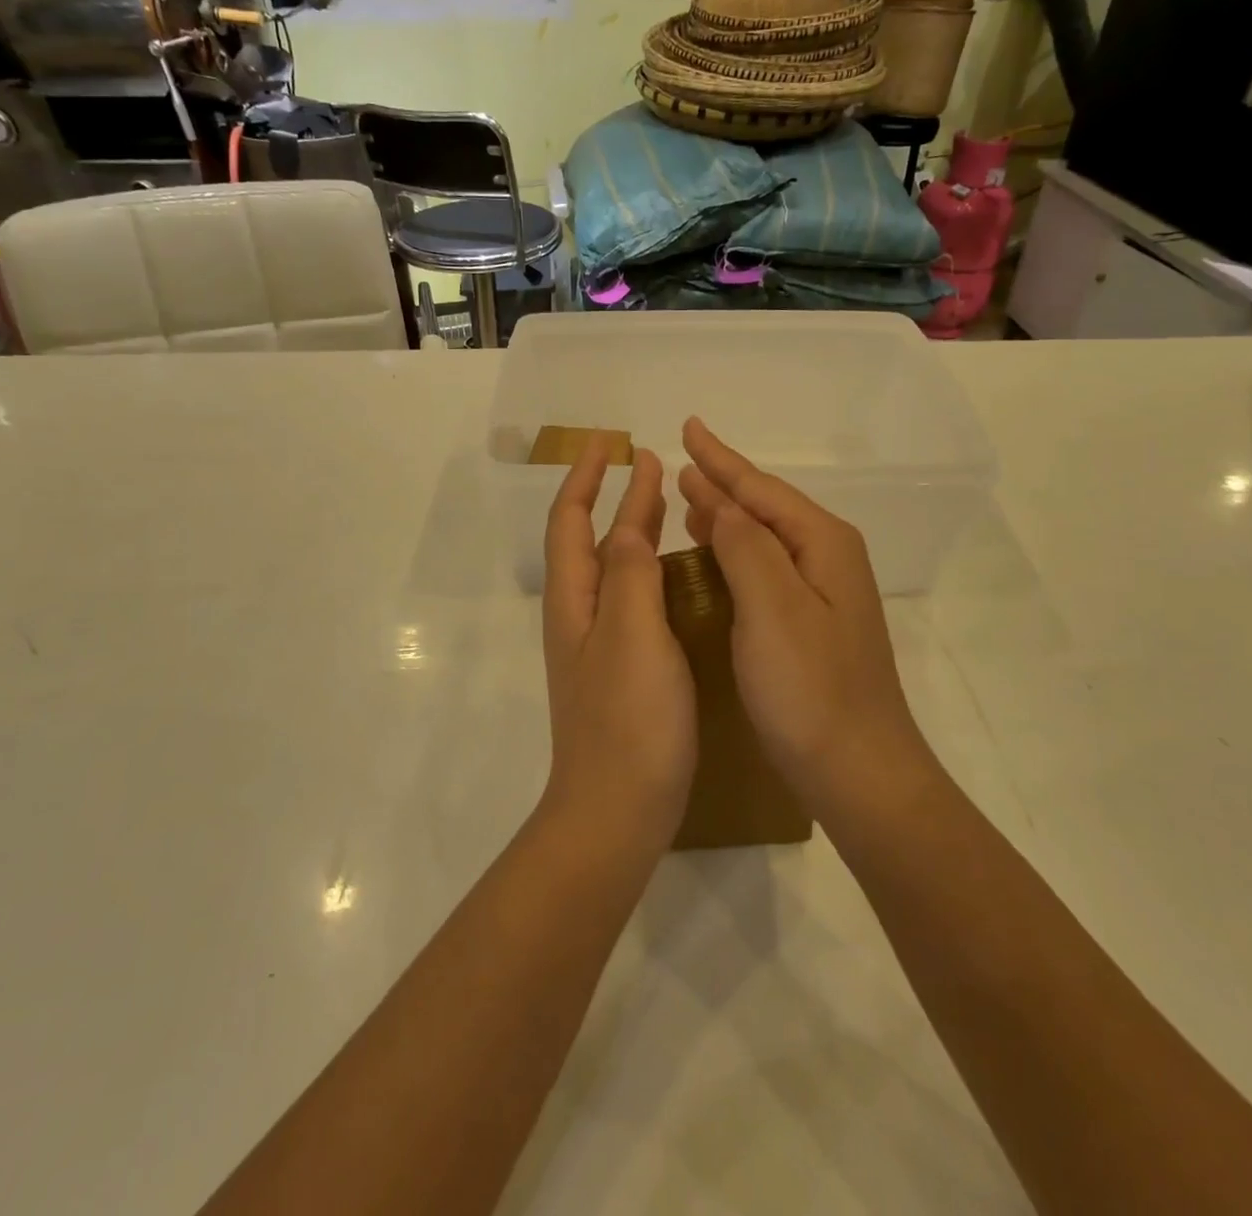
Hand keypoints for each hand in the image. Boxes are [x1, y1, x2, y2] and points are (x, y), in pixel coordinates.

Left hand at [541, 435, 696, 851]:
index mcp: (575, 600)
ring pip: (617, 569)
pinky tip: (680, 575)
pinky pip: (636, 601)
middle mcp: (582, 615)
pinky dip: (653, 571)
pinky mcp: (625, 670)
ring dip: (635, 528)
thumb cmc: (627, 721)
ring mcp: (602, 645)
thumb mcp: (631, 637)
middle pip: (595, 540)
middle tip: (649, 462)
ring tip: (665, 502)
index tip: (608, 441)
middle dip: (617, 497)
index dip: (585, 477)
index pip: (570, 521)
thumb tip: (628, 526)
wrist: (618, 810)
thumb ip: (630, 576)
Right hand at [677, 417, 935, 823]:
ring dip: (727, 514)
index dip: (720, 459)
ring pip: (764, 537)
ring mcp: (821, 594)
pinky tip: (712, 556)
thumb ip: (745, 546)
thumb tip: (718, 499)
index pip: (760, 488)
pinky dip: (733, 552)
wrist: (858, 772)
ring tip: (690, 496)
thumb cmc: (811, 689)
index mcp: (821, 544)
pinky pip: (763, 569)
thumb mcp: (772, 608)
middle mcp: (827, 558)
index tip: (687, 428)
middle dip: (723, 481)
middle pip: (765, 506)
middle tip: (681, 461)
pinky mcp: (809, 624)